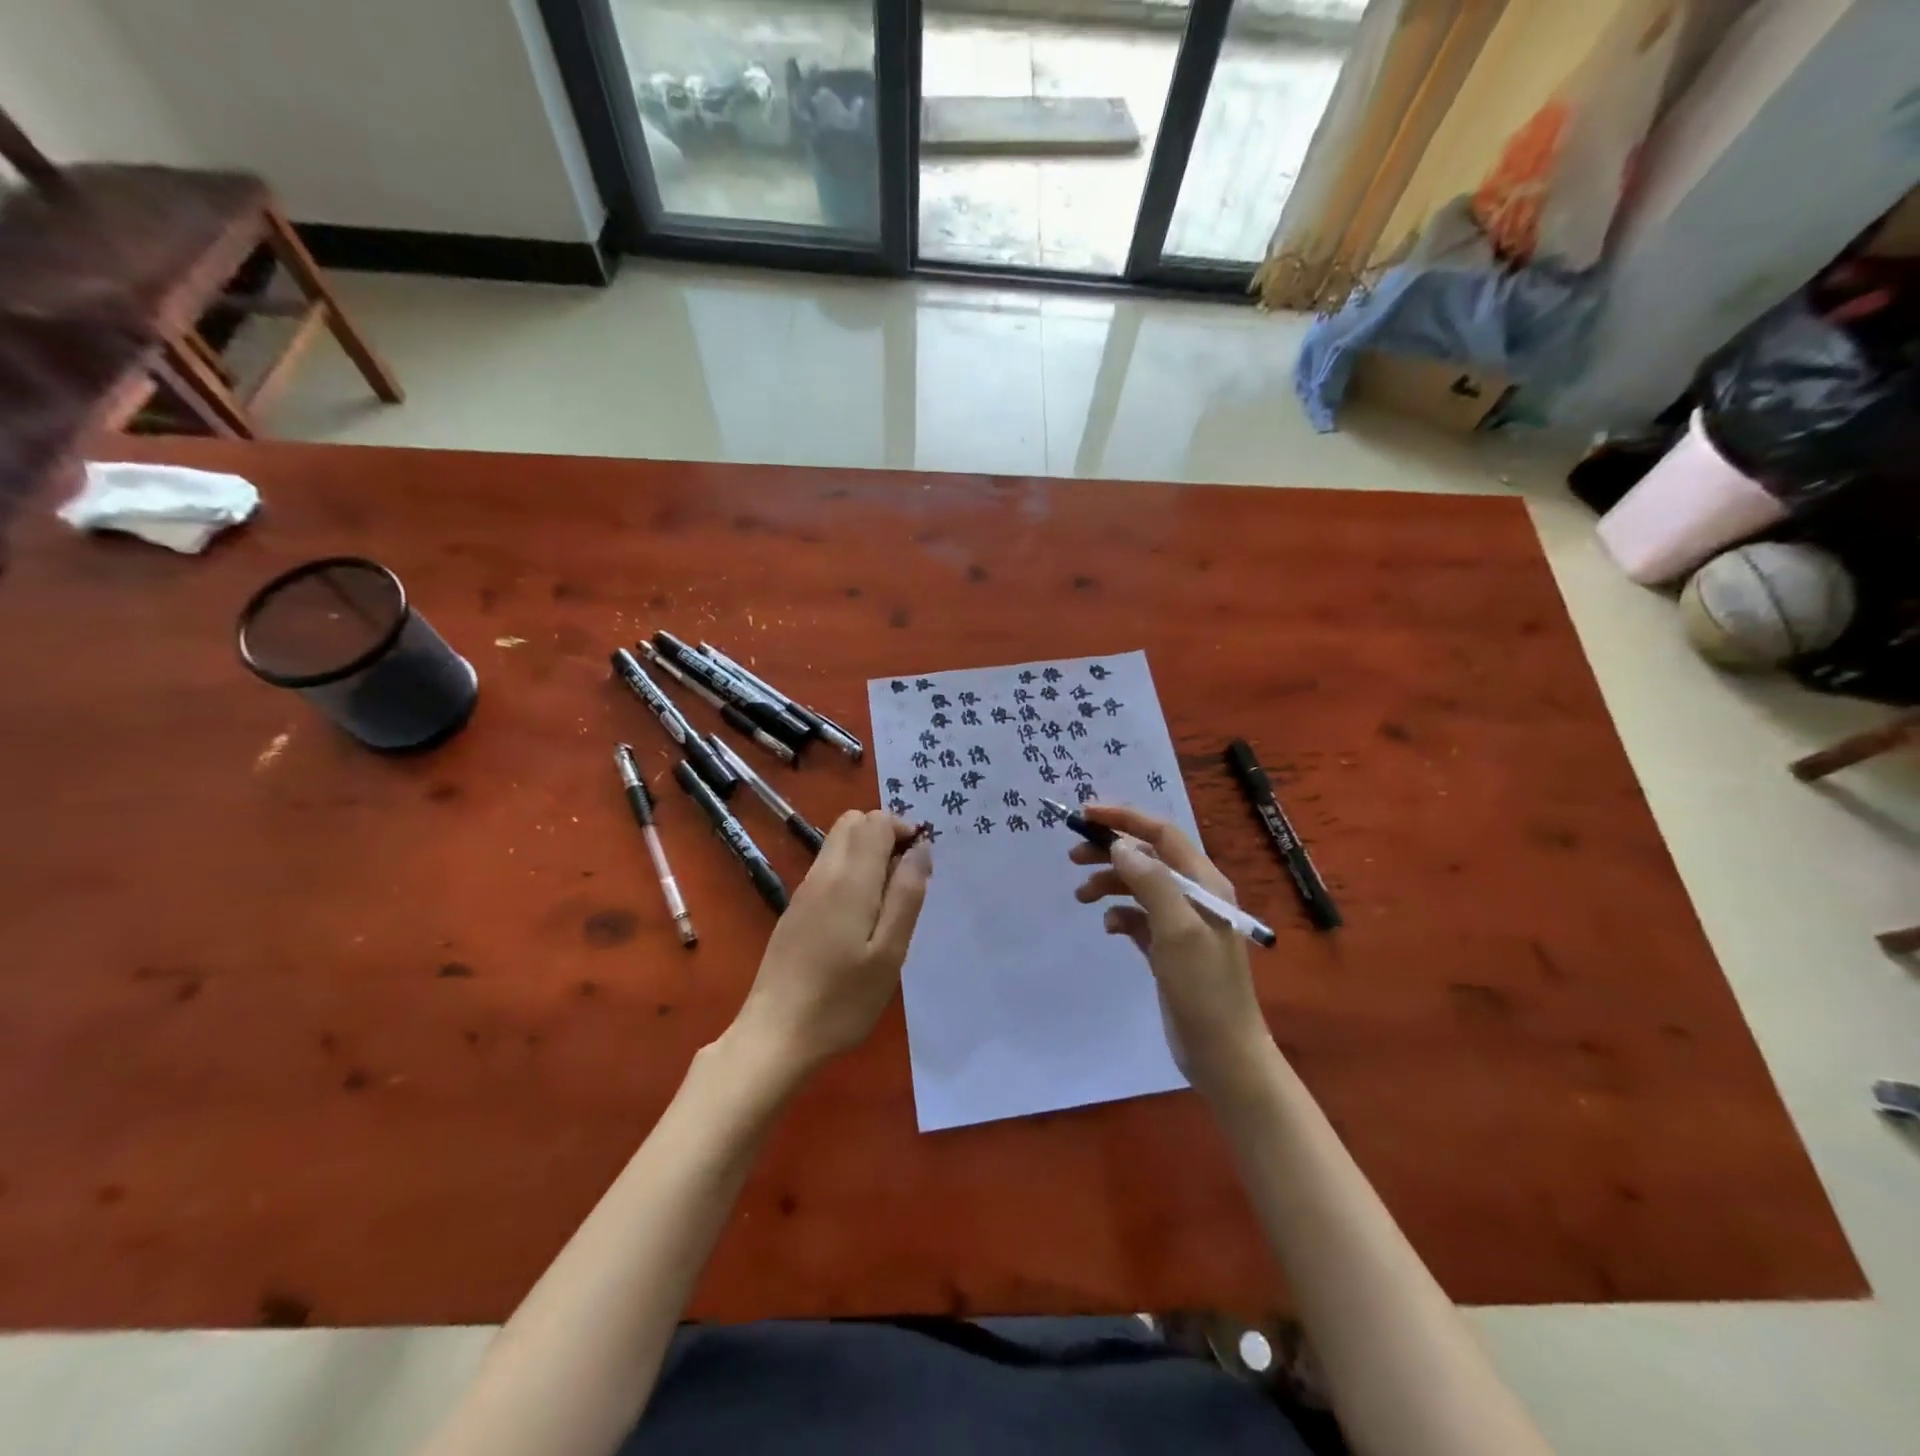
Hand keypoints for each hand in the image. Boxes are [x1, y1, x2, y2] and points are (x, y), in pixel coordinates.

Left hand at [728, 811, 931, 1080]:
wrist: (776, 1034)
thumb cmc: (842, 999)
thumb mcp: (890, 953)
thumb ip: (907, 894)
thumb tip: (921, 848)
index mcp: (849, 879)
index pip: (875, 820)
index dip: (902, 829)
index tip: (919, 864)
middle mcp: (823, 873)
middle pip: (853, 822)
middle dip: (884, 834)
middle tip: (905, 878)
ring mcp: (804, 890)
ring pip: (838, 843)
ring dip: (867, 852)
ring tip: (887, 901)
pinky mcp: (795, 909)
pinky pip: (828, 867)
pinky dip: (851, 870)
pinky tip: (860, 918)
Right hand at [1071, 804, 1271, 1098]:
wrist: (1223, 1053)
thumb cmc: (1203, 987)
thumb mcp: (1178, 929)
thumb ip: (1151, 882)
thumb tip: (1120, 846)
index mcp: (1205, 883)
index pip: (1162, 834)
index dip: (1124, 818)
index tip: (1085, 815)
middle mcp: (1195, 895)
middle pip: (1147, 857)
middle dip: (1110, 851)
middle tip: (1073, 856)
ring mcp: (1182, 923)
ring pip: (1139, 887)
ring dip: (1109, 884)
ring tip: (1081, 896)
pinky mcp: (1169, 949)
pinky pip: (1138, 918)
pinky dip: (1120, 915)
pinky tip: (1109, 928)